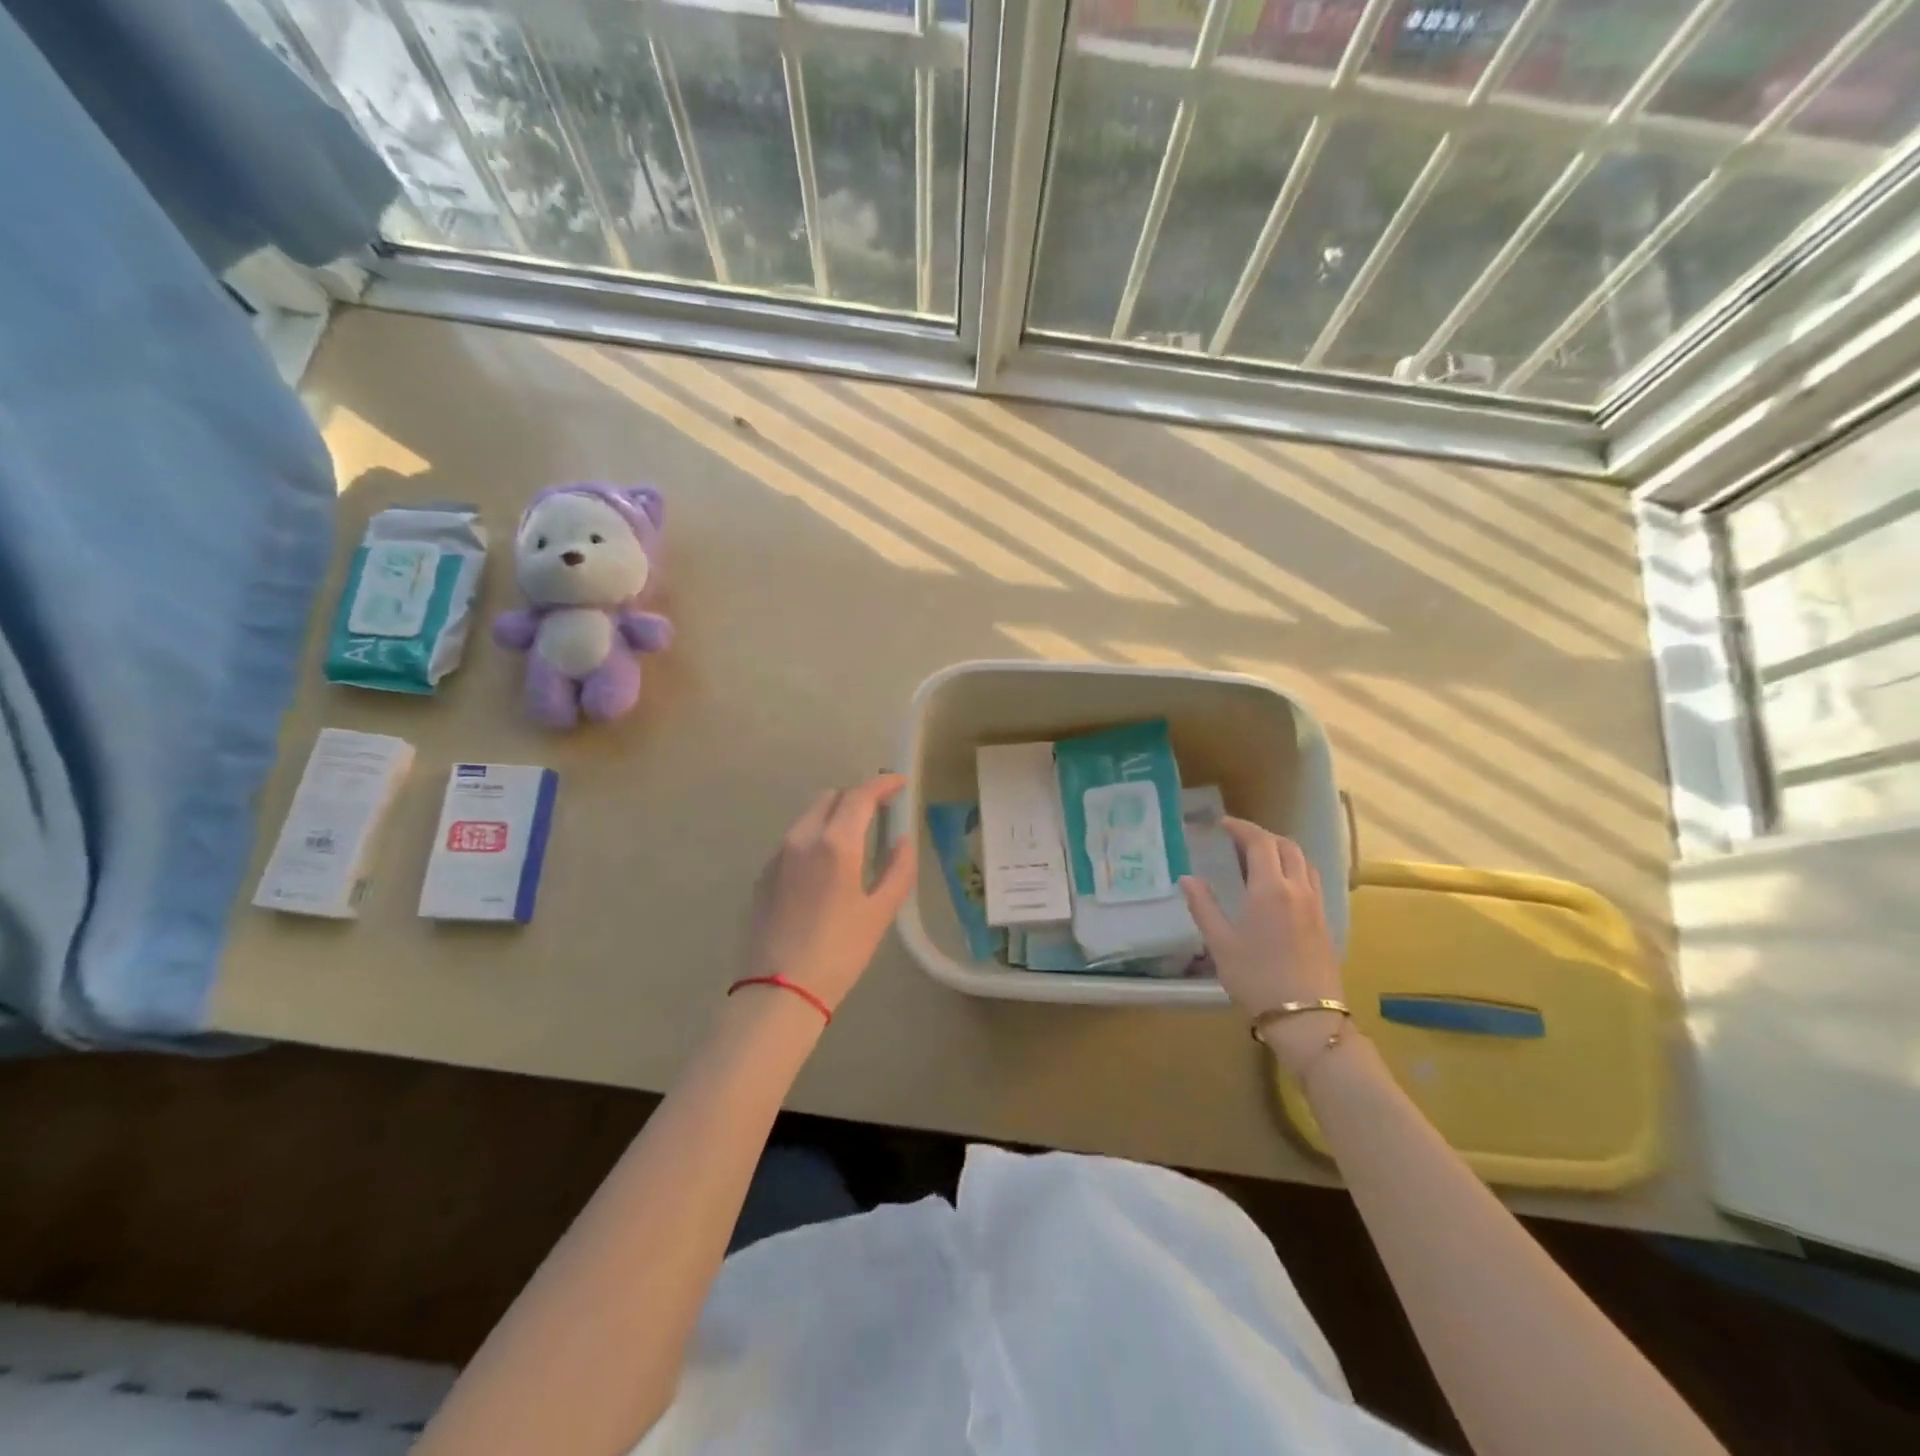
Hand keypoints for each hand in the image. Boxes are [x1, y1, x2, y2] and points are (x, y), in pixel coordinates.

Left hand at [746, 774, 915, 1014]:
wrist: (780, 991)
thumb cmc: (840, 951)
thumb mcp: (880, 912)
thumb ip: (897, 869)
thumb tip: (902, 840)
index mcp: (835, 843)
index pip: (860, 795)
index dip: (882, 784)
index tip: (899, 783)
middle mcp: (802, 838)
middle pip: (831, 797)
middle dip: (857, 796)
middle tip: (880, 810)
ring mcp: (778, 855)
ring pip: (809, 816)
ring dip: (834, 814)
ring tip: (855, 835)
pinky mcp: (764, 875)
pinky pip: (794, 840)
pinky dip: (815, 835)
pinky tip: (827, 864)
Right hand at [1181, 819, 1346, 1074]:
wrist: (1306, 1017)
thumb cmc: (1256, 979)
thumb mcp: (1220, 943)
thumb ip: (1203, 906)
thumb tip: (1187, 878)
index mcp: (1269, 889)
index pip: (1260, 842)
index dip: (1241, 828)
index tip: (1223, 824)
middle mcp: (1297, 889)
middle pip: (1286, 846)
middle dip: (1262, 836)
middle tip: (1238, 839)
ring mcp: (1316, 905)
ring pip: (1304, 862)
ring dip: (1282, 850)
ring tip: (1260, 858)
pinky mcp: (1325, 922)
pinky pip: (1312, 881)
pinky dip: (1295, 869)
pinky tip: (1280, 886)